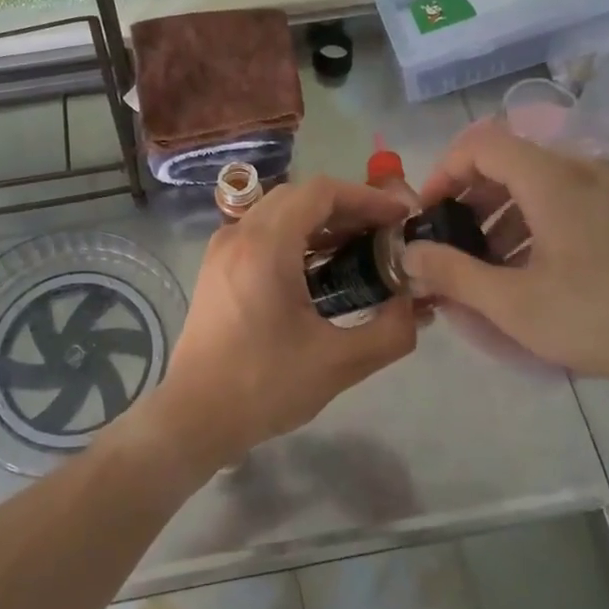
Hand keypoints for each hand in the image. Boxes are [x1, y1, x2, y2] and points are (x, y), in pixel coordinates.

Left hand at [141, 176, 417, 472]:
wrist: (194, 415)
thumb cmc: (264, 386)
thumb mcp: (339, 363)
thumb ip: (391, 331)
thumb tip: (414, 305)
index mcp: (266, 246)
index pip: (321, 192)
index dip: (366, 198)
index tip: (399, 218)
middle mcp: (239, 234)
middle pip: (299, 196)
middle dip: (347, 208)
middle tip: (383, 234)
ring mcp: (222, 249)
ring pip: (278, 212)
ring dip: (320, 222)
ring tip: (359, 250)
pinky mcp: (216, 268)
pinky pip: (261, 232)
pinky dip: (295, 237)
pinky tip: (320, 270)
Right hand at [404, 119, 608, 414]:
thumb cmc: (602, 318)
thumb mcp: (514, 304)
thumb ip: (452, 273)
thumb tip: (409, 254)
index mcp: (553, 179)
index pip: (481, 143)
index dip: (444, 171)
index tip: (429, 213)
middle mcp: (584, 168)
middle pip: (509, 160)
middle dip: (470, 198)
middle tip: (453, 242)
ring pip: (539, 182)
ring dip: (501, 213)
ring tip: (489, 265)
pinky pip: (568, 198)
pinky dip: (536, 221)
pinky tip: (535, 269)